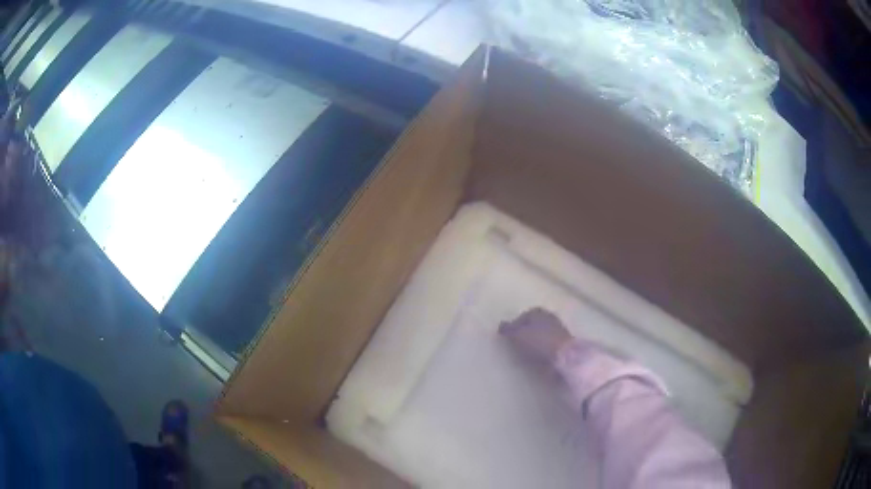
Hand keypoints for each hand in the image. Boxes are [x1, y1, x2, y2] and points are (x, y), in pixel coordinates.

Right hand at [499, 308, 573, 362]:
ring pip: (541, 334)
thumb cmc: (538, 341)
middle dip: (525, 332)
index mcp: (537, 311)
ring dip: (534, 341)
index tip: (508, 336)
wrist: (563, 355)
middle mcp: (548, 316)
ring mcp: (558, 329)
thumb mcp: (518, 335)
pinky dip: (542, 348)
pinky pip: (548, 344)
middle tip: (516, 343)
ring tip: (525, 352)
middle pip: (533, 324)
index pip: (523, 315)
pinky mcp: (563, 342)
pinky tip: (536, 355)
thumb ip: (508, 330)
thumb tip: (501, 325)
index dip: (515, 325)